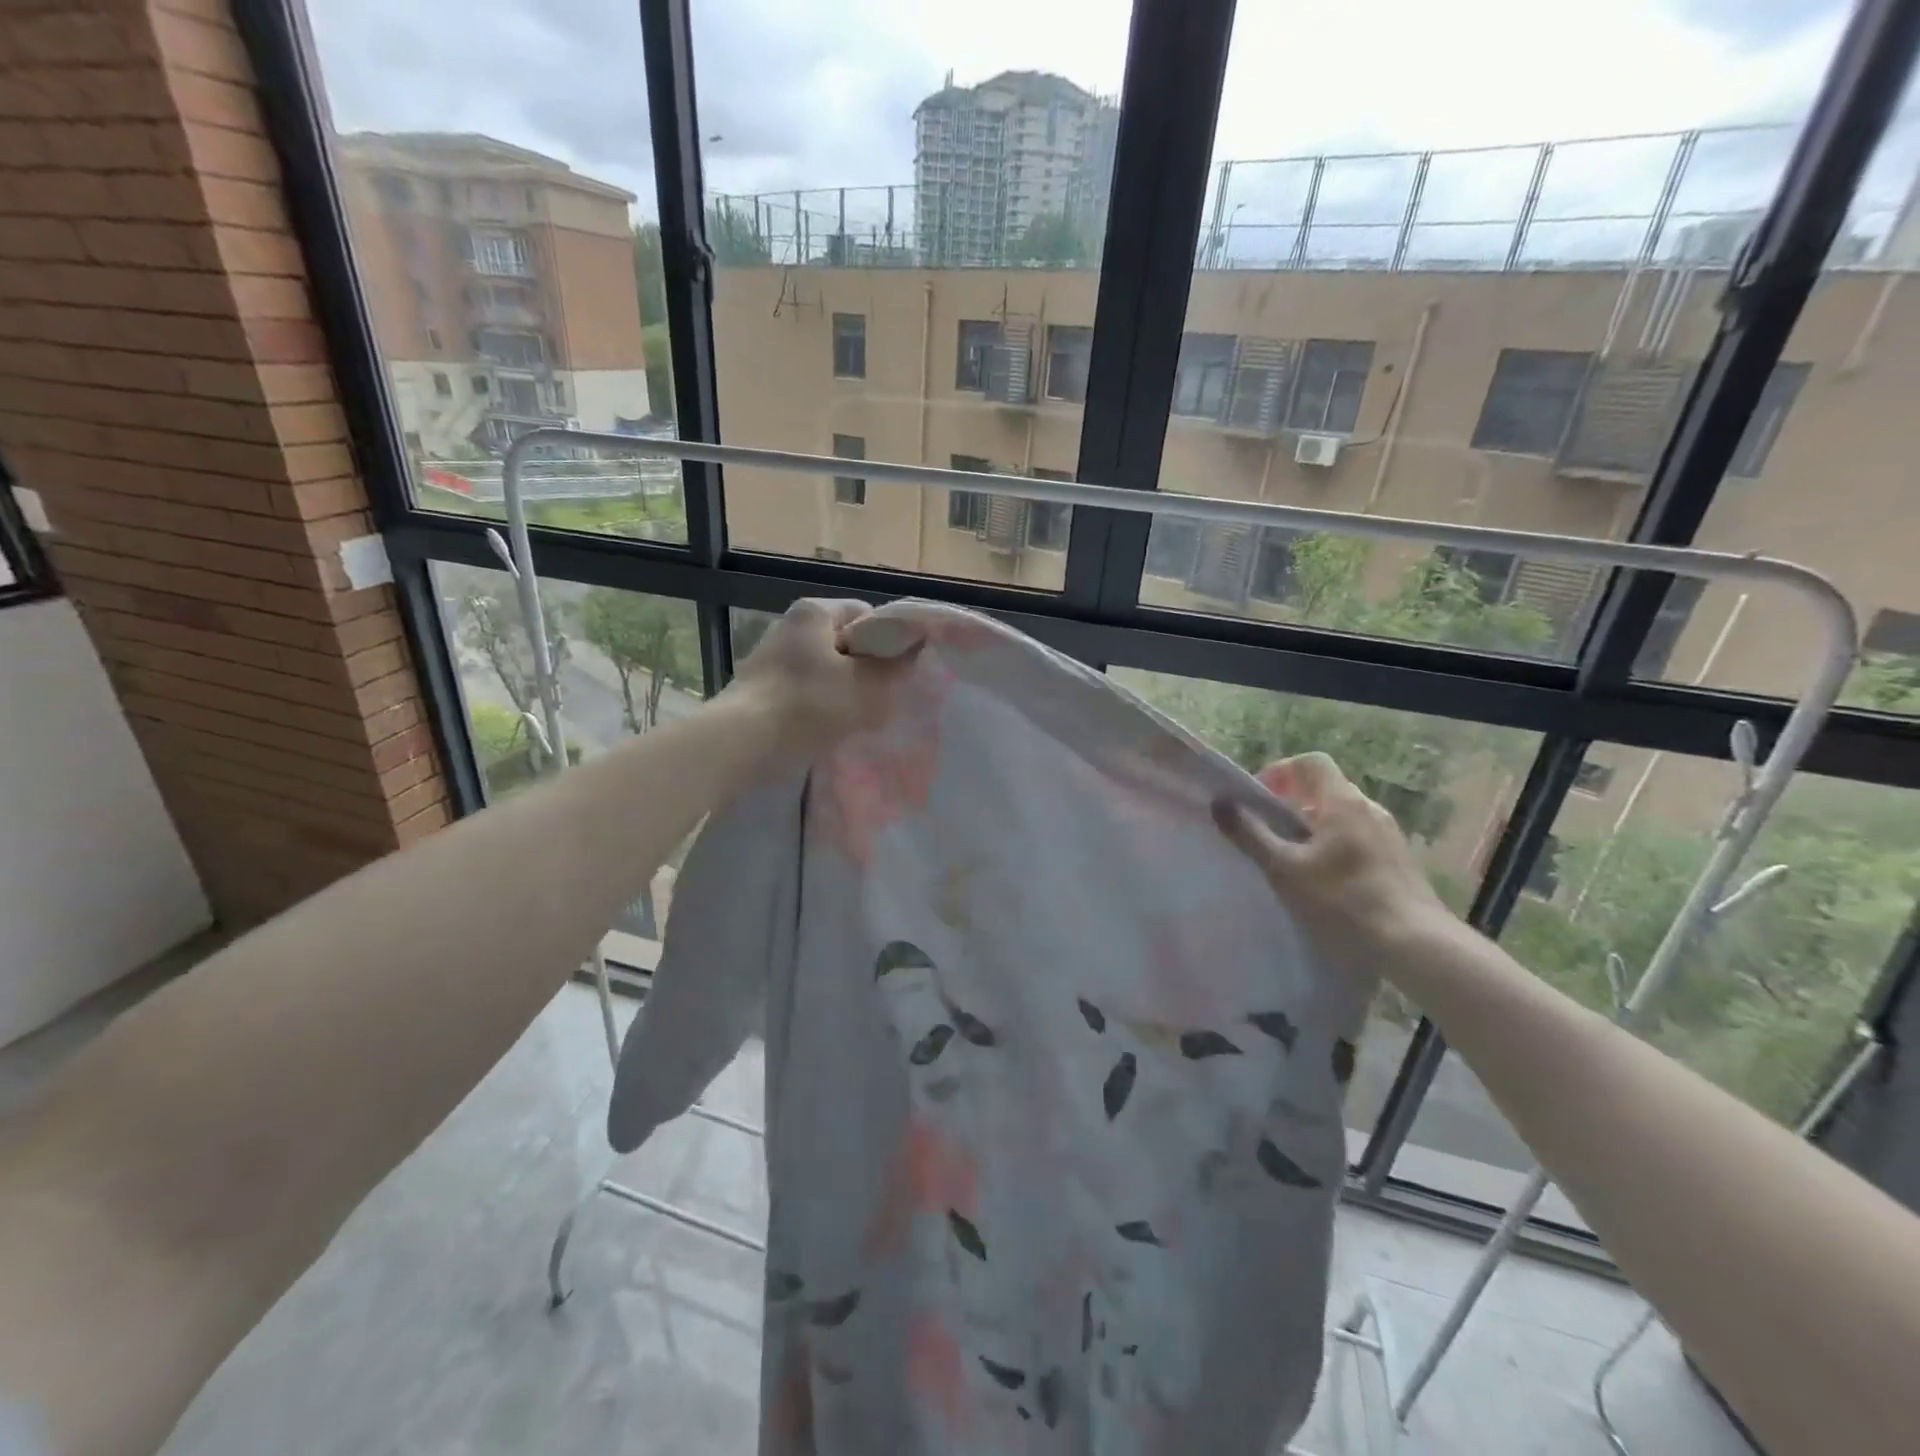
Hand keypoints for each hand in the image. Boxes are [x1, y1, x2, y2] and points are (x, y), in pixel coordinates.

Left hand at [726, 598, 912, 754]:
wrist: (742, 743)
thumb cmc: (808, 704)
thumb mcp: (865, 687)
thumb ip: (893, 668)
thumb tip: (912, 653)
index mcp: (814, 611)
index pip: (865, 614)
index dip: (887, 640)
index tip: (897, 670)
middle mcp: (788, 625)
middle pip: (842, 642)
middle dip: (864, 669)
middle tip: (880, 698)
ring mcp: (768, 657)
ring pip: (822, 669)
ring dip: (841, 691)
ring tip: (855, 719)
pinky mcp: (757, 688)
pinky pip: (801, 690)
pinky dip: (816, 706)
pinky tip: (824, 729)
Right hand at [1213, 753, 1458, 979]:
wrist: (1415, 946)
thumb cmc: (1343, 900)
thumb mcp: (1284, 868)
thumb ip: (1250, 834)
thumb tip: (1220, 802)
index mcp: (1343, 802)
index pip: (1310, 763)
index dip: (1280, 772)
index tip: (1257, 799)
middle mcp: (1370, 809)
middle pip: (1325, 788)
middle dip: (1291, 801)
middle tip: (1267, 829)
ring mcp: (1388, 835)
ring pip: (1341, 816)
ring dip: (1311, 826)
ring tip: (1290, 858)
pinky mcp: (1397, 861)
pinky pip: (1357, 838)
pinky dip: (1332, 845)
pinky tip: (1322, 880)